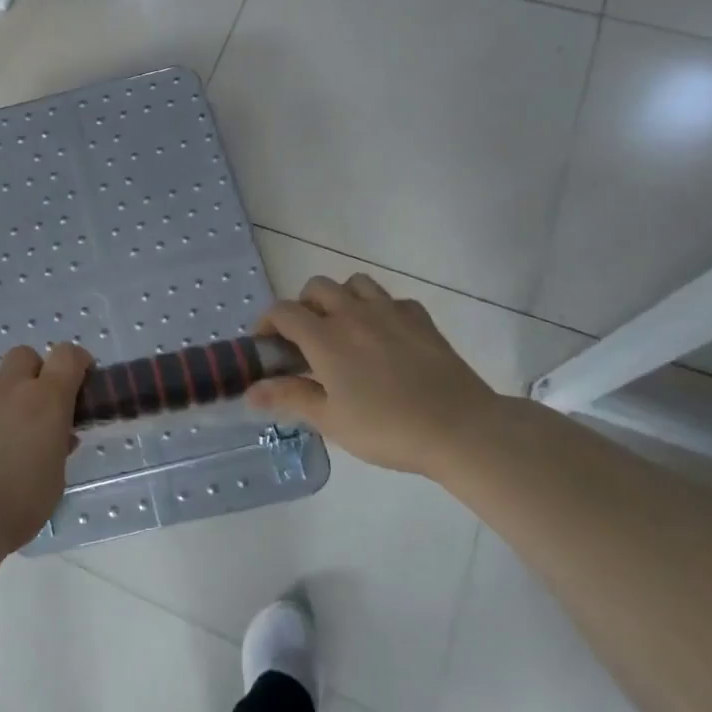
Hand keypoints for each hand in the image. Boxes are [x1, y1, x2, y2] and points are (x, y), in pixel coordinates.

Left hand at [0, 343, 91, 550]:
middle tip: (32, 401)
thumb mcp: (55, 479)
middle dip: (30, 370)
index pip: (67, 356)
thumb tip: (60, 438)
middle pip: (22, 355)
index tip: (79, 375)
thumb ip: (57, 450)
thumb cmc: (20, 501)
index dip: (75, 360)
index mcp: (46, 400)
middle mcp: (9, 388)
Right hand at [247, 274, 500, 478]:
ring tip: (343, 329)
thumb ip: (289, 398)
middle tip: (306, 339)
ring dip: (341, 298)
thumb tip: (251, 390)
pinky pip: (391, 300)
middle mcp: (353, 314)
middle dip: (303, 306)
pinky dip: (379, 310)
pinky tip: (383, 336)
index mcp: (325, 338)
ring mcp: (390, 312)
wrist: (460, 428)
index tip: (266, 346)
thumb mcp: (330, 420)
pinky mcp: (420, 319)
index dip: (266, 323)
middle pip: (317, 287)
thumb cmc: (387, 427)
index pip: (283, 311)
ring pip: (355, 283)